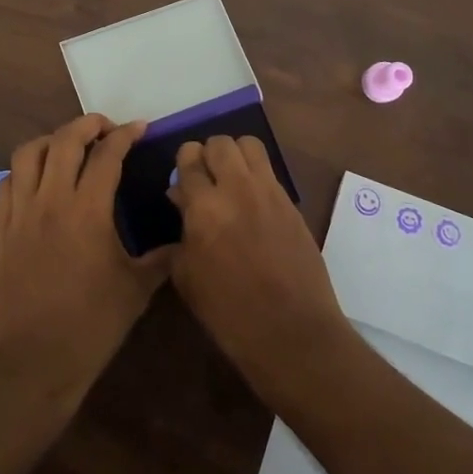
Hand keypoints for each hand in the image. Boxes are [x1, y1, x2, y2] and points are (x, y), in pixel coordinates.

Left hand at [0, 114, 169, 412]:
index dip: (125, 135)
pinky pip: (6, 183)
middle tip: (106, 128)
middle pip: (64, 140)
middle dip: (87, 124)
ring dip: (51, 140)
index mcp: (88, 211)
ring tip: (69, 146)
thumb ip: (161, 258)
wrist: (35, 360)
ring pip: (28, 154)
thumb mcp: (137, 290)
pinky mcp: (1, 230)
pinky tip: (38, 179)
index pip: (107, 155)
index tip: (140, 128)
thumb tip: (183, 241)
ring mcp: (21, 214)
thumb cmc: (92, 325)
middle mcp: (51, 201)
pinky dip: (23, 170)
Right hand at [168, 136, 350, 393]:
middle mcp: (237, 188)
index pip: (189, 158)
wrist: (291, 331)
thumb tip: (181, 201)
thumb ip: (180, 232)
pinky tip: (252, 203)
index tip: (182, 179)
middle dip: (208, 153)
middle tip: (206, 177)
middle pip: (220, 143)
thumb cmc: (228, 312)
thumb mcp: (187, 276)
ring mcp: (269, 192)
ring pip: (250, 145)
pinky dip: (257, 176)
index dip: (183, 163)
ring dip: (236, 156)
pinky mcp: (292, 203)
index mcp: (204, 207)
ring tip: (231, 180)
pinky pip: (270, 172)